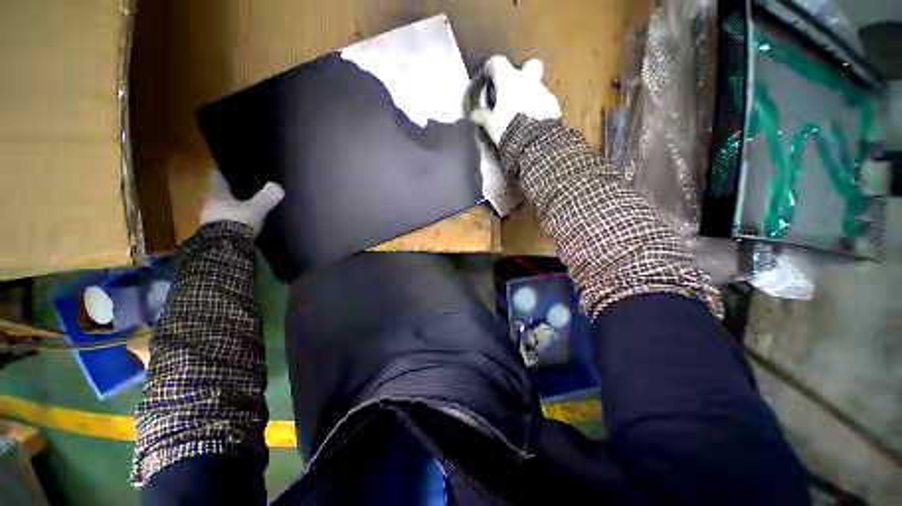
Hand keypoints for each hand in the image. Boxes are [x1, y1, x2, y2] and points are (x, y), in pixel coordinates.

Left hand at [200, 170, 284, 235]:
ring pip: (223, 209)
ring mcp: (212, 221)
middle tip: (243, 190)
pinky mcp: (218, 235)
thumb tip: (277, 186)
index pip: (217, 178)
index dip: (224, 173)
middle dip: (230, 193)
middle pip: (220, 194)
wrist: (224, 249)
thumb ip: (266, 197)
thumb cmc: (237, 222)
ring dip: (232, 209)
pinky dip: (234, 222)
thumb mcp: (256, 208)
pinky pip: (227, 223)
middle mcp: (210, 204)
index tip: (231, 170)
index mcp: (216, 194)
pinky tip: (245, 224)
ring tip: (246, 208)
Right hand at [470, 56, 561, 145]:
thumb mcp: (491, 125)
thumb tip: (474, 114)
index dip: (491, 68)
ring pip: (537, 86)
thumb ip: (482, 116)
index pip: (497, 63)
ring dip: (530, 96)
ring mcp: (543, 92)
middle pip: (528, 65)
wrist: (535, 142)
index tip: (488, 76)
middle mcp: (528, 80)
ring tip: (522, 115)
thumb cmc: (508, 128)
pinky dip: (538, 109)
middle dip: (523, 73)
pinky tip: (532, 123)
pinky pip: (544, 103)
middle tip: (514, 89)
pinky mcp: (554, 106)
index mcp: (509, 80)